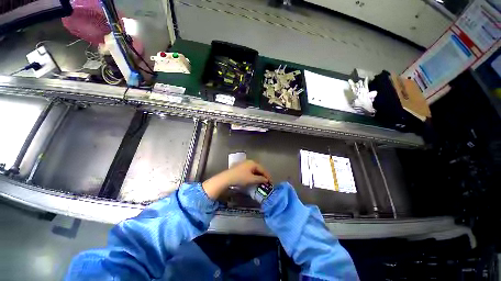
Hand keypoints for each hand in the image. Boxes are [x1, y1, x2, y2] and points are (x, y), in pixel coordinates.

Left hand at [202, 160, 271, 198]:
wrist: (227, 178)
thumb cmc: (240, 178)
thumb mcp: (252, 179)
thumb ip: (260, 179)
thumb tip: (266, 180)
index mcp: (253, 163)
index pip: (263, 169)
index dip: (267, 176)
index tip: (270, 182)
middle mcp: (249, 161)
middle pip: (258, 168)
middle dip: (263, 175)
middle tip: (266, 181)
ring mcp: (244, 164)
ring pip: (254, 169)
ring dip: (258, 175)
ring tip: (260, 181)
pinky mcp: (240, 167)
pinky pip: (250, 170)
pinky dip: (253, 174)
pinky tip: (253, 178)